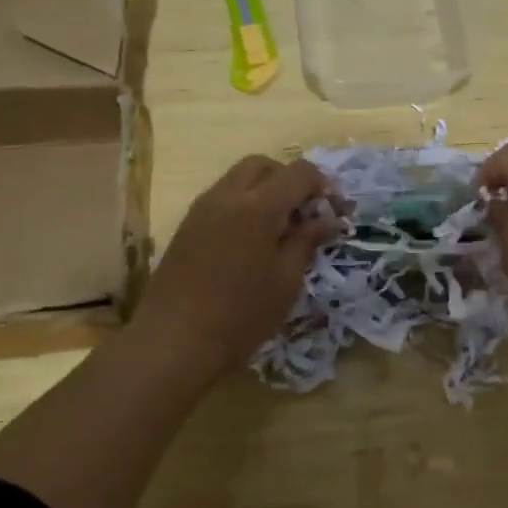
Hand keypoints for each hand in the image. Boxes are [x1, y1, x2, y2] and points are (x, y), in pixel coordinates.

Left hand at [133, 155, 340, 377]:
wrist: (172, 342)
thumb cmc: (240, 315)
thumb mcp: (286, 281)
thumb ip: (307, 240)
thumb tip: (328, 219)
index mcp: (258, 206)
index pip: (299, 173)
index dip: (323, 184)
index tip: (334, 210)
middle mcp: (227, 196)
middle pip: (263, 165)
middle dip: (289, 179)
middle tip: (304, 213)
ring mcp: (202, 209)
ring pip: (238, 178)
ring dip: (264, 190)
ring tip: (278, 228)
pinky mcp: (186, 226)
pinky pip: (221, 198)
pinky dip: (242, 204)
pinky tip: (250, 241)